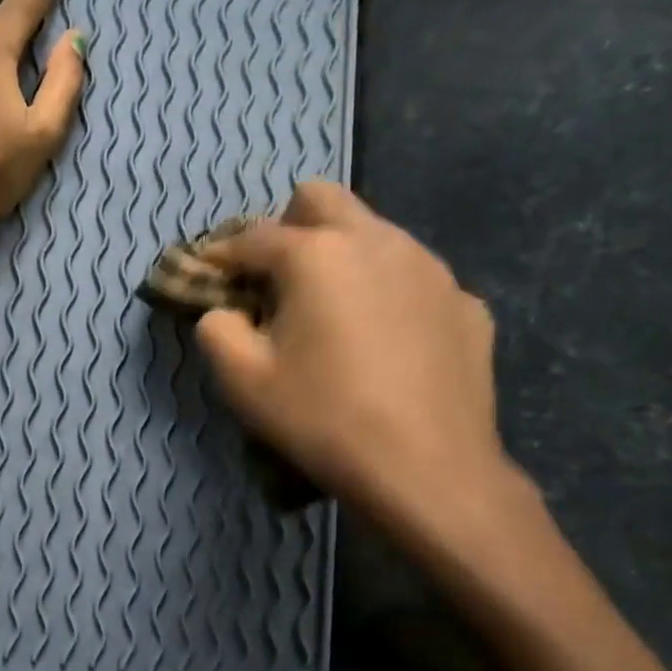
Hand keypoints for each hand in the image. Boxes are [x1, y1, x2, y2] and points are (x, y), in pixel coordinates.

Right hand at [195, 182, 519, 540]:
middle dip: (287, 227)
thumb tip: (223, 312)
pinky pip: (413, 277)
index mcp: (317, 254)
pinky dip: (387, 292)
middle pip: (320, 199)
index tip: (206, 275)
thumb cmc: (322, 418)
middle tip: (274, 280)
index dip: (220, 254)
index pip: (251, 236)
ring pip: (373, 232)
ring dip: (340, 255)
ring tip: (330, 311)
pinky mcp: (465, 303)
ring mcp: (431, 269)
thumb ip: (216, 329)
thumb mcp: (242, 379)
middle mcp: (377, 242)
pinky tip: (385, 341)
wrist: (429, 471)